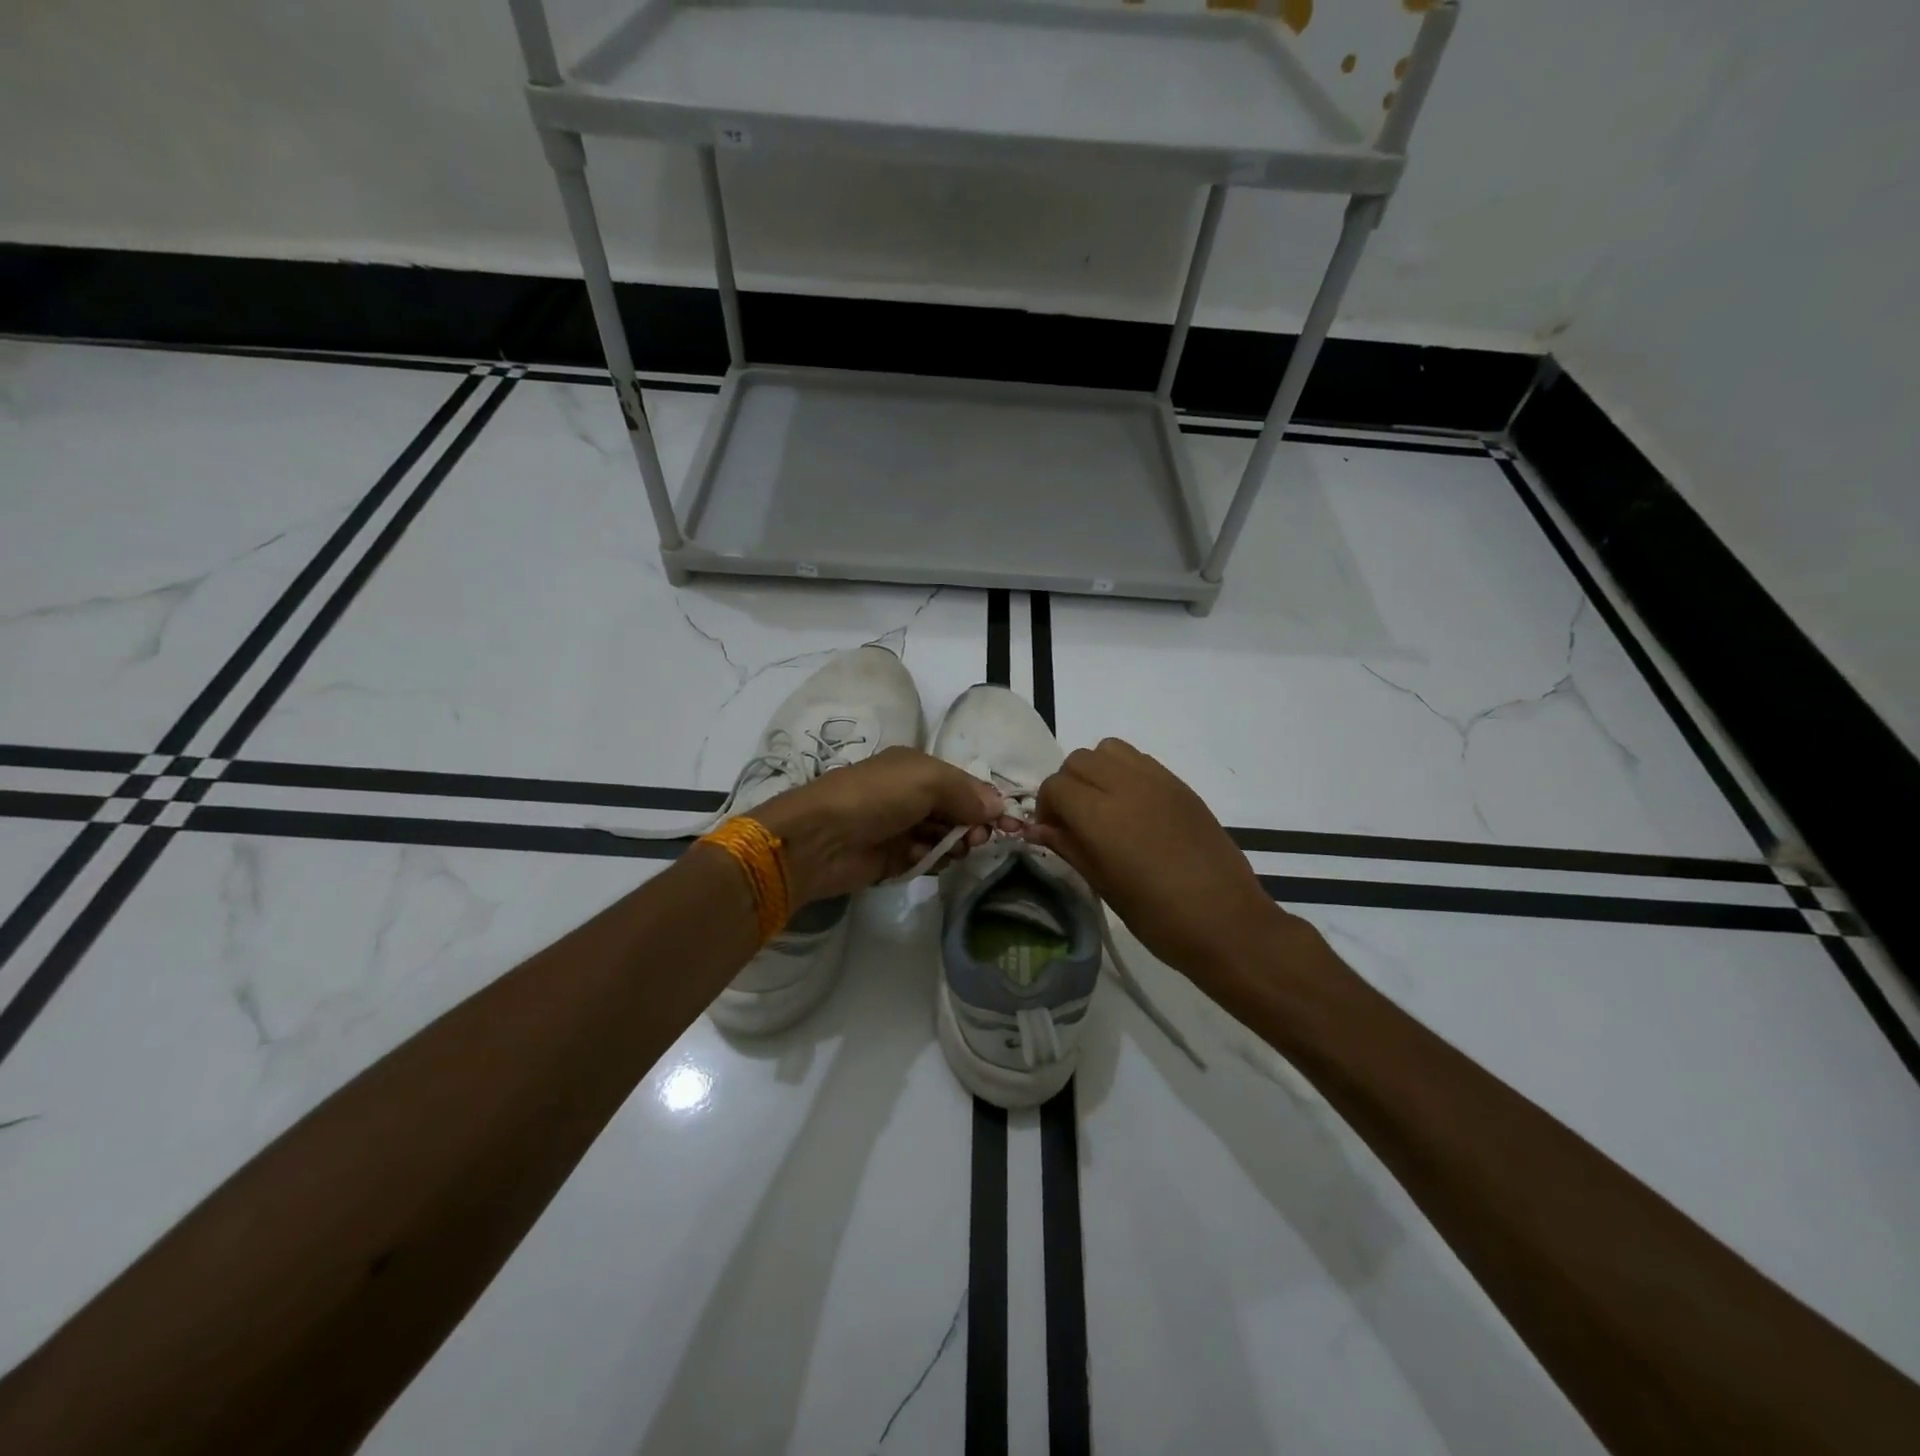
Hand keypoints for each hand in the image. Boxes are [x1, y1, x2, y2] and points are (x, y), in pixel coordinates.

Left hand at [753, 747, 1007, 904]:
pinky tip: (926, 860)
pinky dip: (932, 860)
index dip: (987, 802)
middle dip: (973, 826)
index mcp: (917, 767)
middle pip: (957, 812)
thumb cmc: (876, 797)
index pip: (964, 784)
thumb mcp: (927, 779)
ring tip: (954, 851)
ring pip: (944, 838)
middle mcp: (910, 795)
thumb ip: (966, 791)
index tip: (1009, 824)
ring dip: (954, 845)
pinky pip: (926, 859)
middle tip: (977, 840)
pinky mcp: (892, 858)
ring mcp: (901, 827)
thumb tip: (999, 807)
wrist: (821, 839)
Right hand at [1024, 738, 1298, 987]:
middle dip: (1067, 785)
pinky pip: (1139, 760)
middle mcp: (1126, 786)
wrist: (1226, 922)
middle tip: (1074, 820)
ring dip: (1096, 771)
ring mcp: (1157, 781)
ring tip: (1103, 806)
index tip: (1054, 833)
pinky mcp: (1180, 785)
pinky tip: (1133, 808)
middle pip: (1078, 760)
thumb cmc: (1158, 917)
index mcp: (1101, 815)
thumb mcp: (1103, 885)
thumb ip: (1068, 847)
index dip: (1046, 808)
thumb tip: (1037, 829)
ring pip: (1108, 750)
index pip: (1055, 786)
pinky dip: (1124, 772)